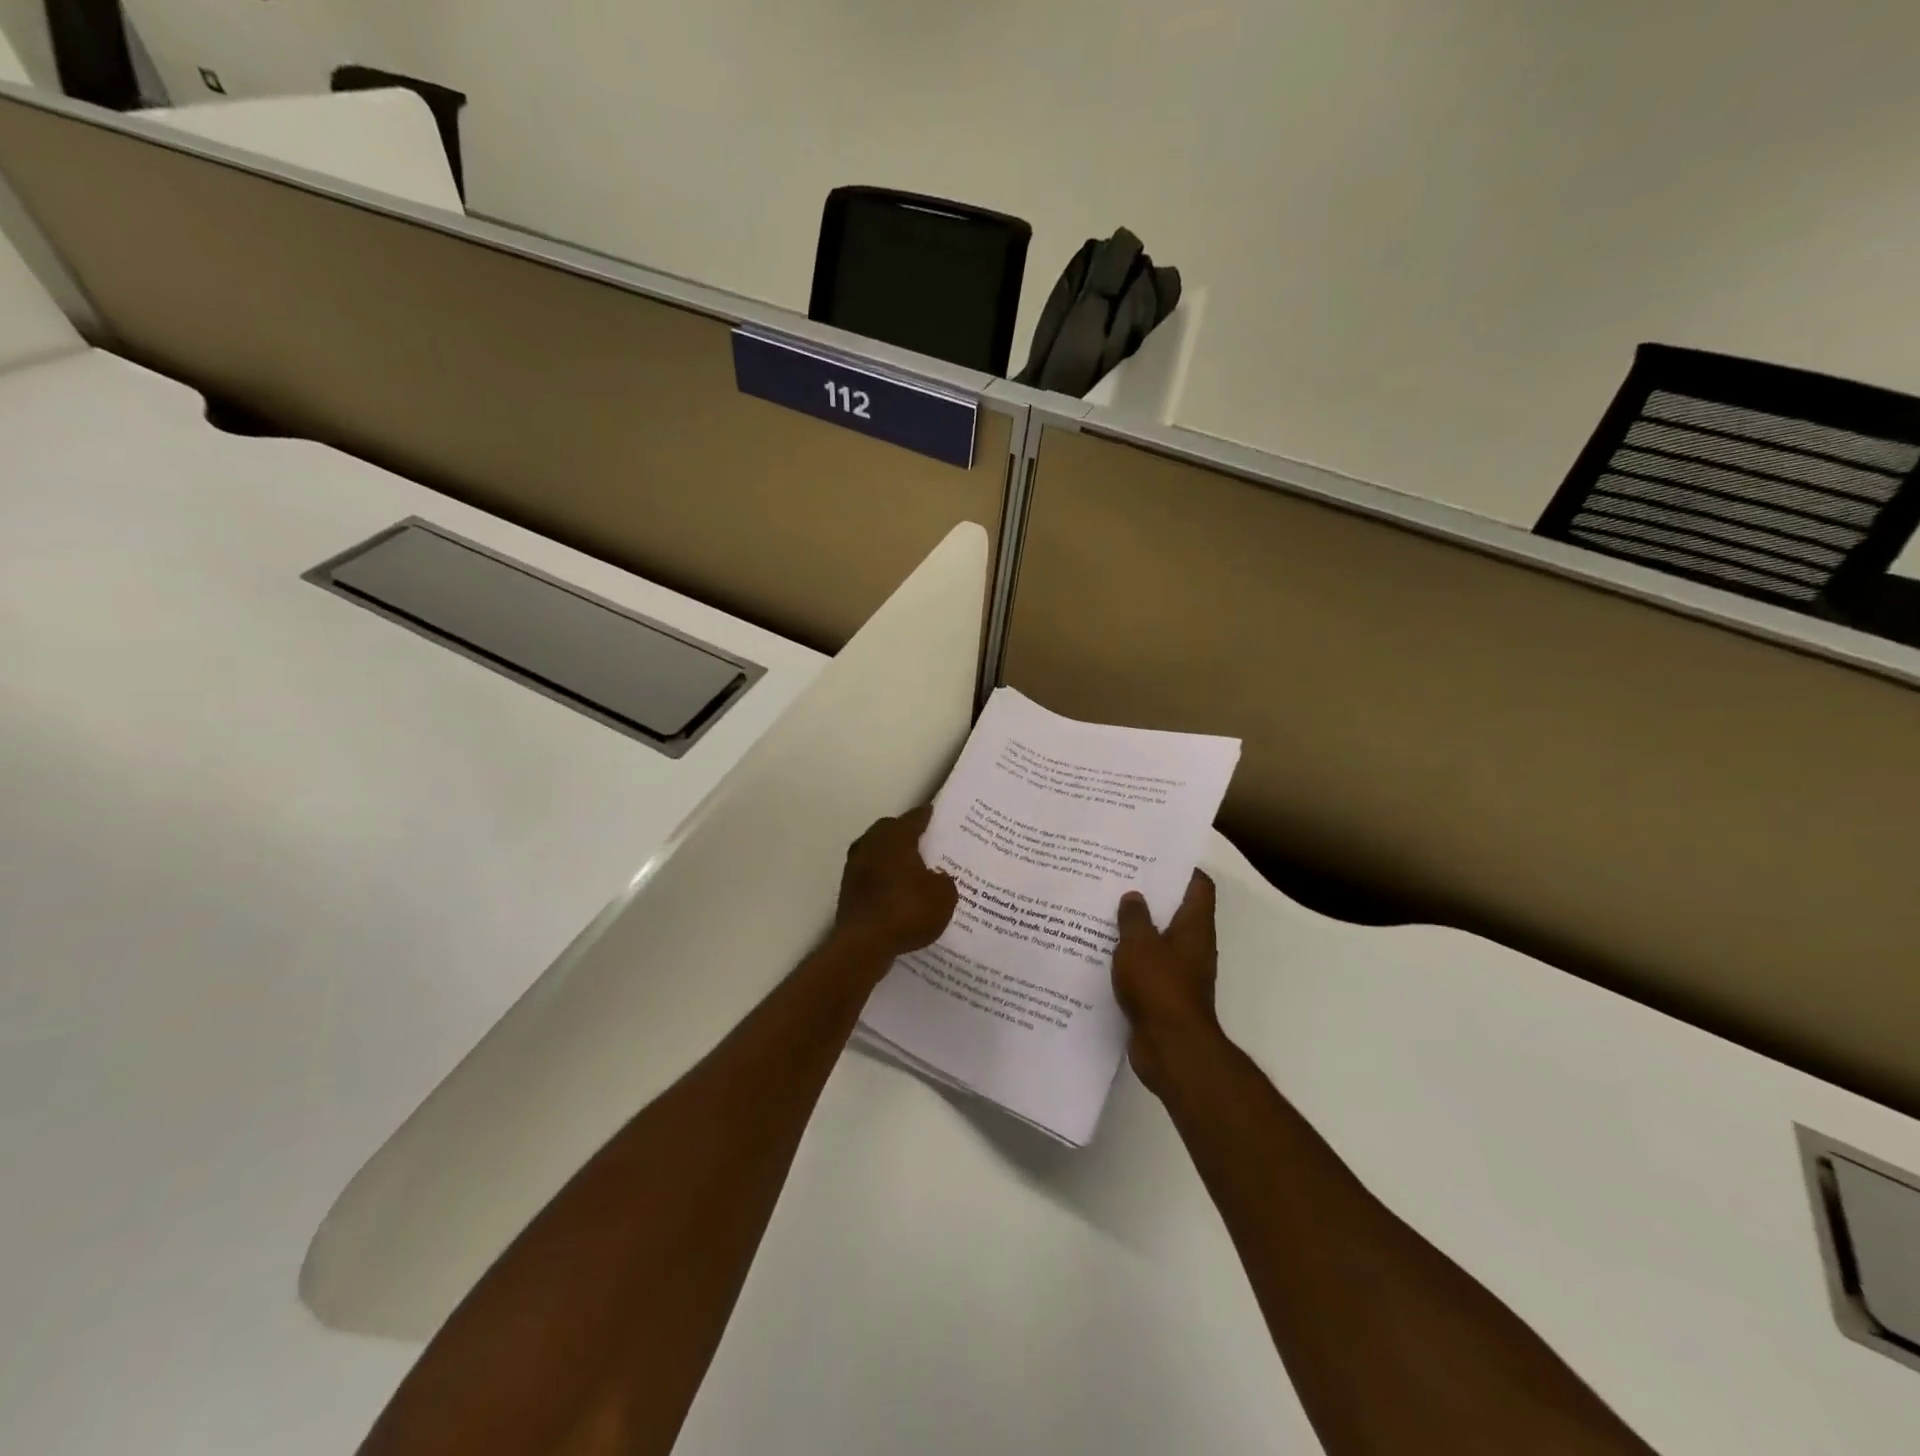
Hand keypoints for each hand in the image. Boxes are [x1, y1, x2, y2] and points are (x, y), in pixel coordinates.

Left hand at [833, 806, 958, 963]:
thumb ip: (944, 881)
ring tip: (910, 869)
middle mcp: (872, 844)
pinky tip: (895, 892)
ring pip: (876, 852)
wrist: (864, 944)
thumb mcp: (943, 896)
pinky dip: (882, 879)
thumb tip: (936, 877)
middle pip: (890, 831)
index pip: (914, 818)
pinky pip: (870, 875)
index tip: (934, 814)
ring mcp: (855, 867)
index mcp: (896, 837)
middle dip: (905, 834)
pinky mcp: (847, 890)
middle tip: (924, 843)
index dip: (926, 816)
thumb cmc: (908, 910)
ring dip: (891, 858)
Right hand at [1112, 871, 1221, 1096]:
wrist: (1171, 1048)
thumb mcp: (1139, 944)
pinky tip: (1102, 951)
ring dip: (1137, 928)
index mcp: (1194, 928)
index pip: (1199, 887)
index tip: (1154, 857)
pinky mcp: (1164, 995)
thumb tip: (1134, 896)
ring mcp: (1180, 973)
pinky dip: (1130, 958)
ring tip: (1105, 911)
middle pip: (1177, 912)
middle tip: (1119, 879)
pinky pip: (1147, 967)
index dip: (1182, 869)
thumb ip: (1134, 918)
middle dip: (1151, 896)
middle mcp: (1193, 947)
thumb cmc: (1160, 987)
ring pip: (1158, 940)